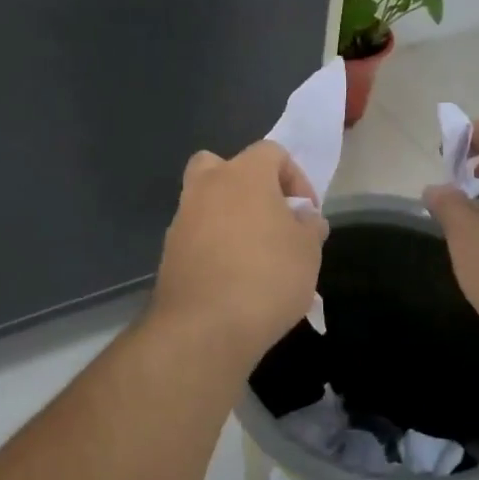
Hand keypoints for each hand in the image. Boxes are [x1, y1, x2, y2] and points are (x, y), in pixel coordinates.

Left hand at [148, 140, 328, 368]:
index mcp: (243, 174)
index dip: (296, 177)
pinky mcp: (169, 251)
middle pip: (223, 166)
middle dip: (247, 185)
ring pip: (206, 201)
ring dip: (229, 217)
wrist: (204, 328)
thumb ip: (310, 227)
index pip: (271, 152)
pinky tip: (232, 277)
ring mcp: (182, 218)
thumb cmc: (267, 277)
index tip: (306, 214)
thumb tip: (305, 219)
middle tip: (269, 217)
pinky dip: (213, 245)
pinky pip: (196, 235)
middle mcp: (206, 186)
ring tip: (255, 254)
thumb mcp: (308, 252)